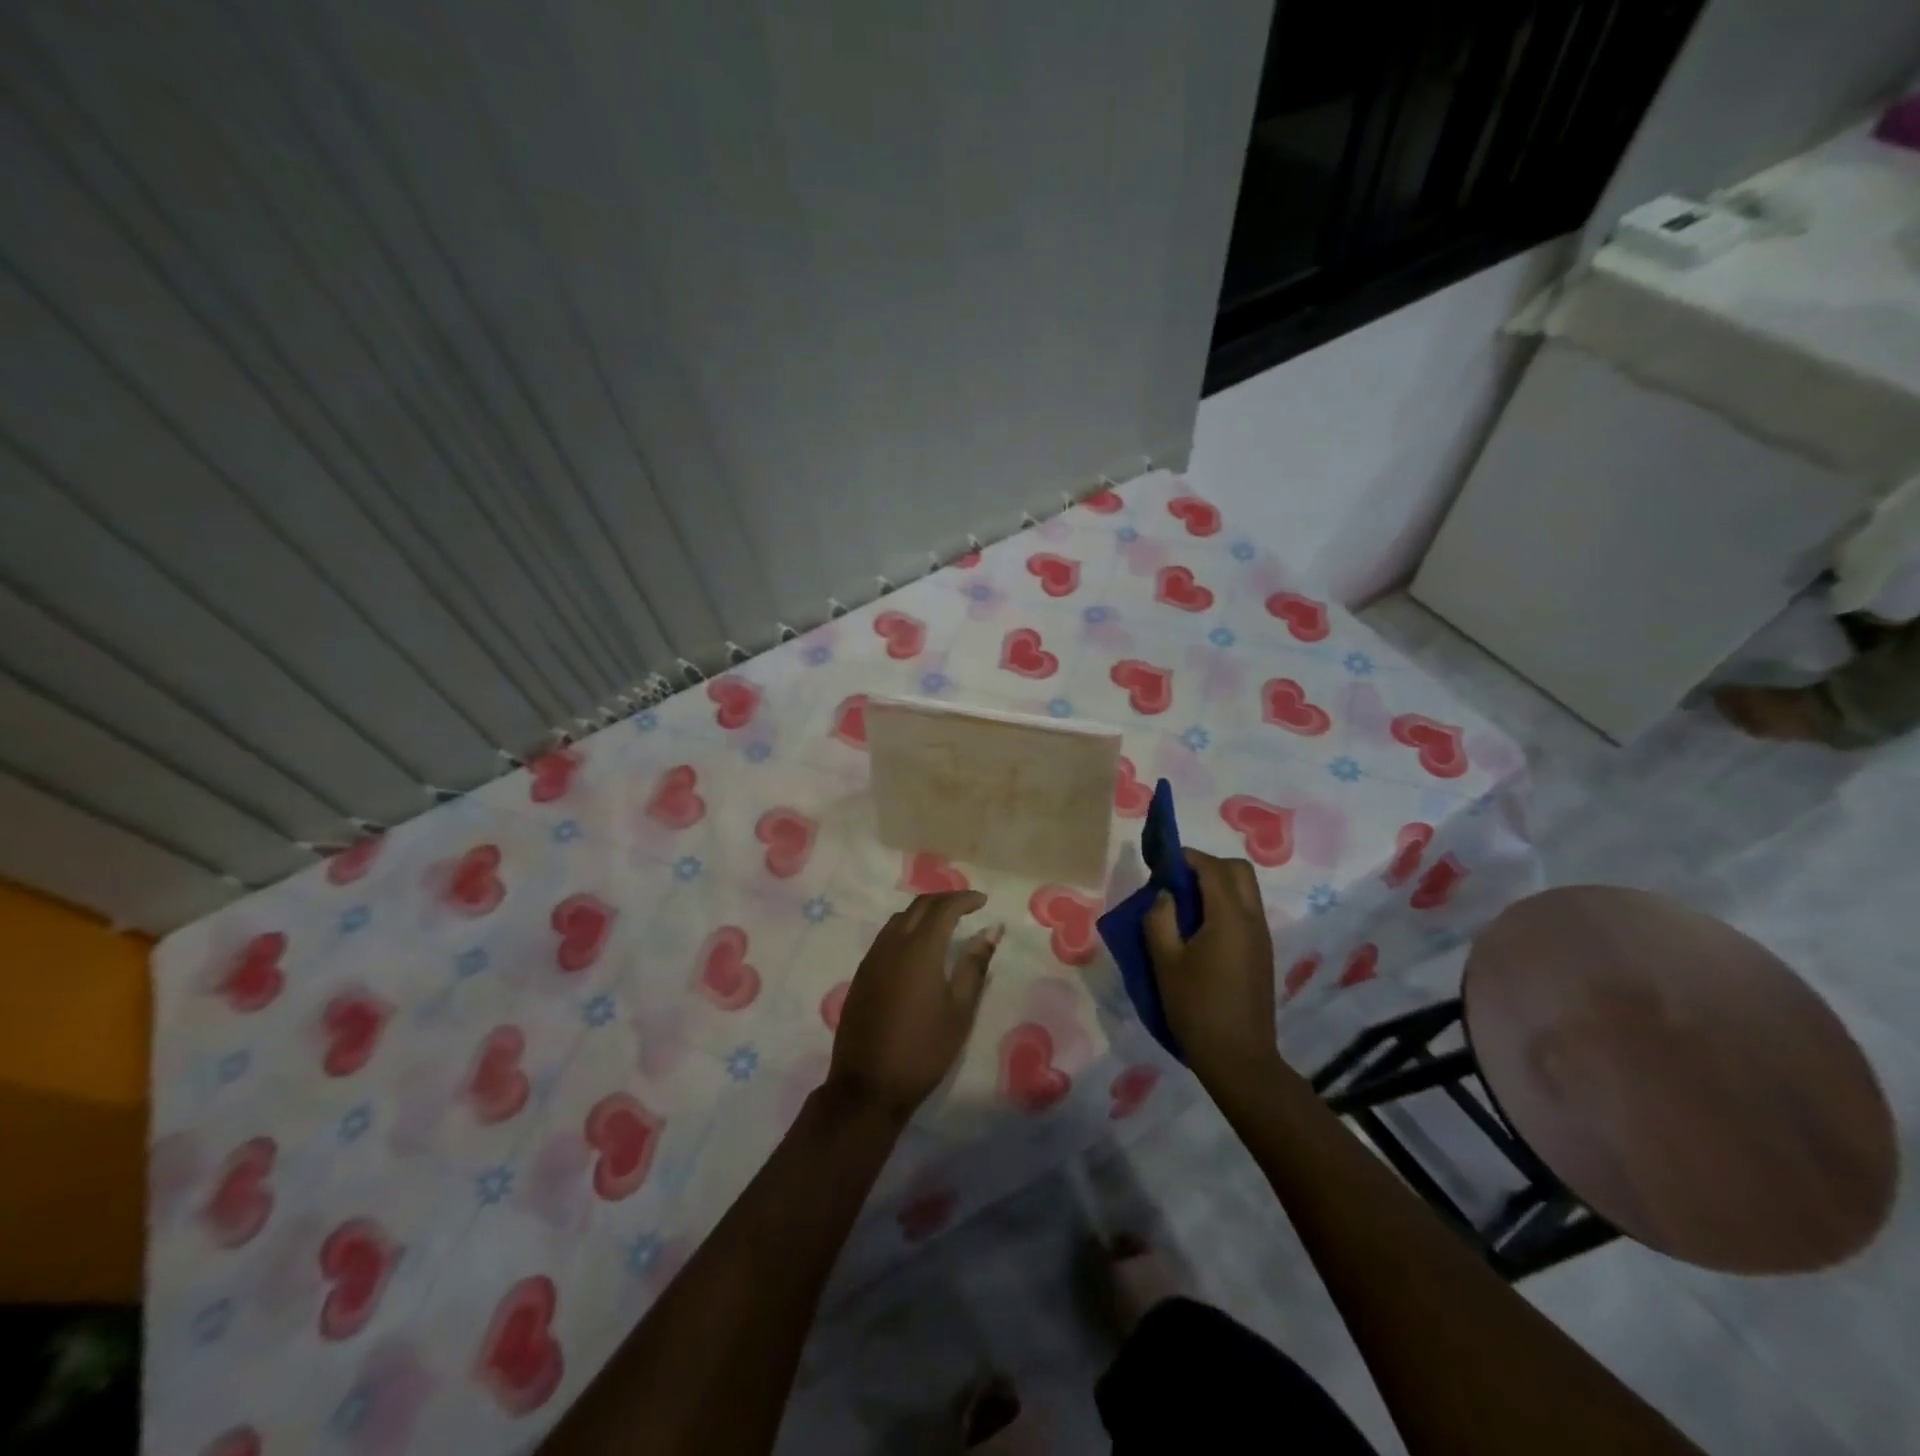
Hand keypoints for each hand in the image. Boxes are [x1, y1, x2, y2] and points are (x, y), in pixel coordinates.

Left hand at [826, 891, 1001, 1122]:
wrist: (868, 1085)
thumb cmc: (923, 1049)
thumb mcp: (959, 1010)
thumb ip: (974, 965)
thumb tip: (991, 930)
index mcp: (920, 948)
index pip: (944, 907)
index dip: (965, 899)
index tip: (983, 901)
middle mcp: (893, 943)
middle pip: (919, 906)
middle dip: (945, 899)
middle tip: (967, 907)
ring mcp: (873, 957)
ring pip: (899, 918)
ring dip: (923, 912)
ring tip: (945, 923)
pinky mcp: (862, 974)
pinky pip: (886, 936)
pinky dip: (906, 928)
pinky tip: (918, 947)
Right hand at [1144, 850, 1279, 1091]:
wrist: (1239, 1059)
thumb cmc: (1197, 1008)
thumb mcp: (1165, 962)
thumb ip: (1160, 919)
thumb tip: (1165, 895)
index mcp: (1229, 917)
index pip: (1213, 867)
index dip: (1187, 856)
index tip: (1162, 860)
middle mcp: (1252, 920)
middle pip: (1239, 871)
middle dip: (1208, 865)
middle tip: (1177, 880)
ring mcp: (1262, 937)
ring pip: (1246, 891)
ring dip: (1218, 885)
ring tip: (1184, 905)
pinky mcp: (1262, 954)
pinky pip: (1246, 912)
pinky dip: (1225, 905)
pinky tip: (1200, 930)